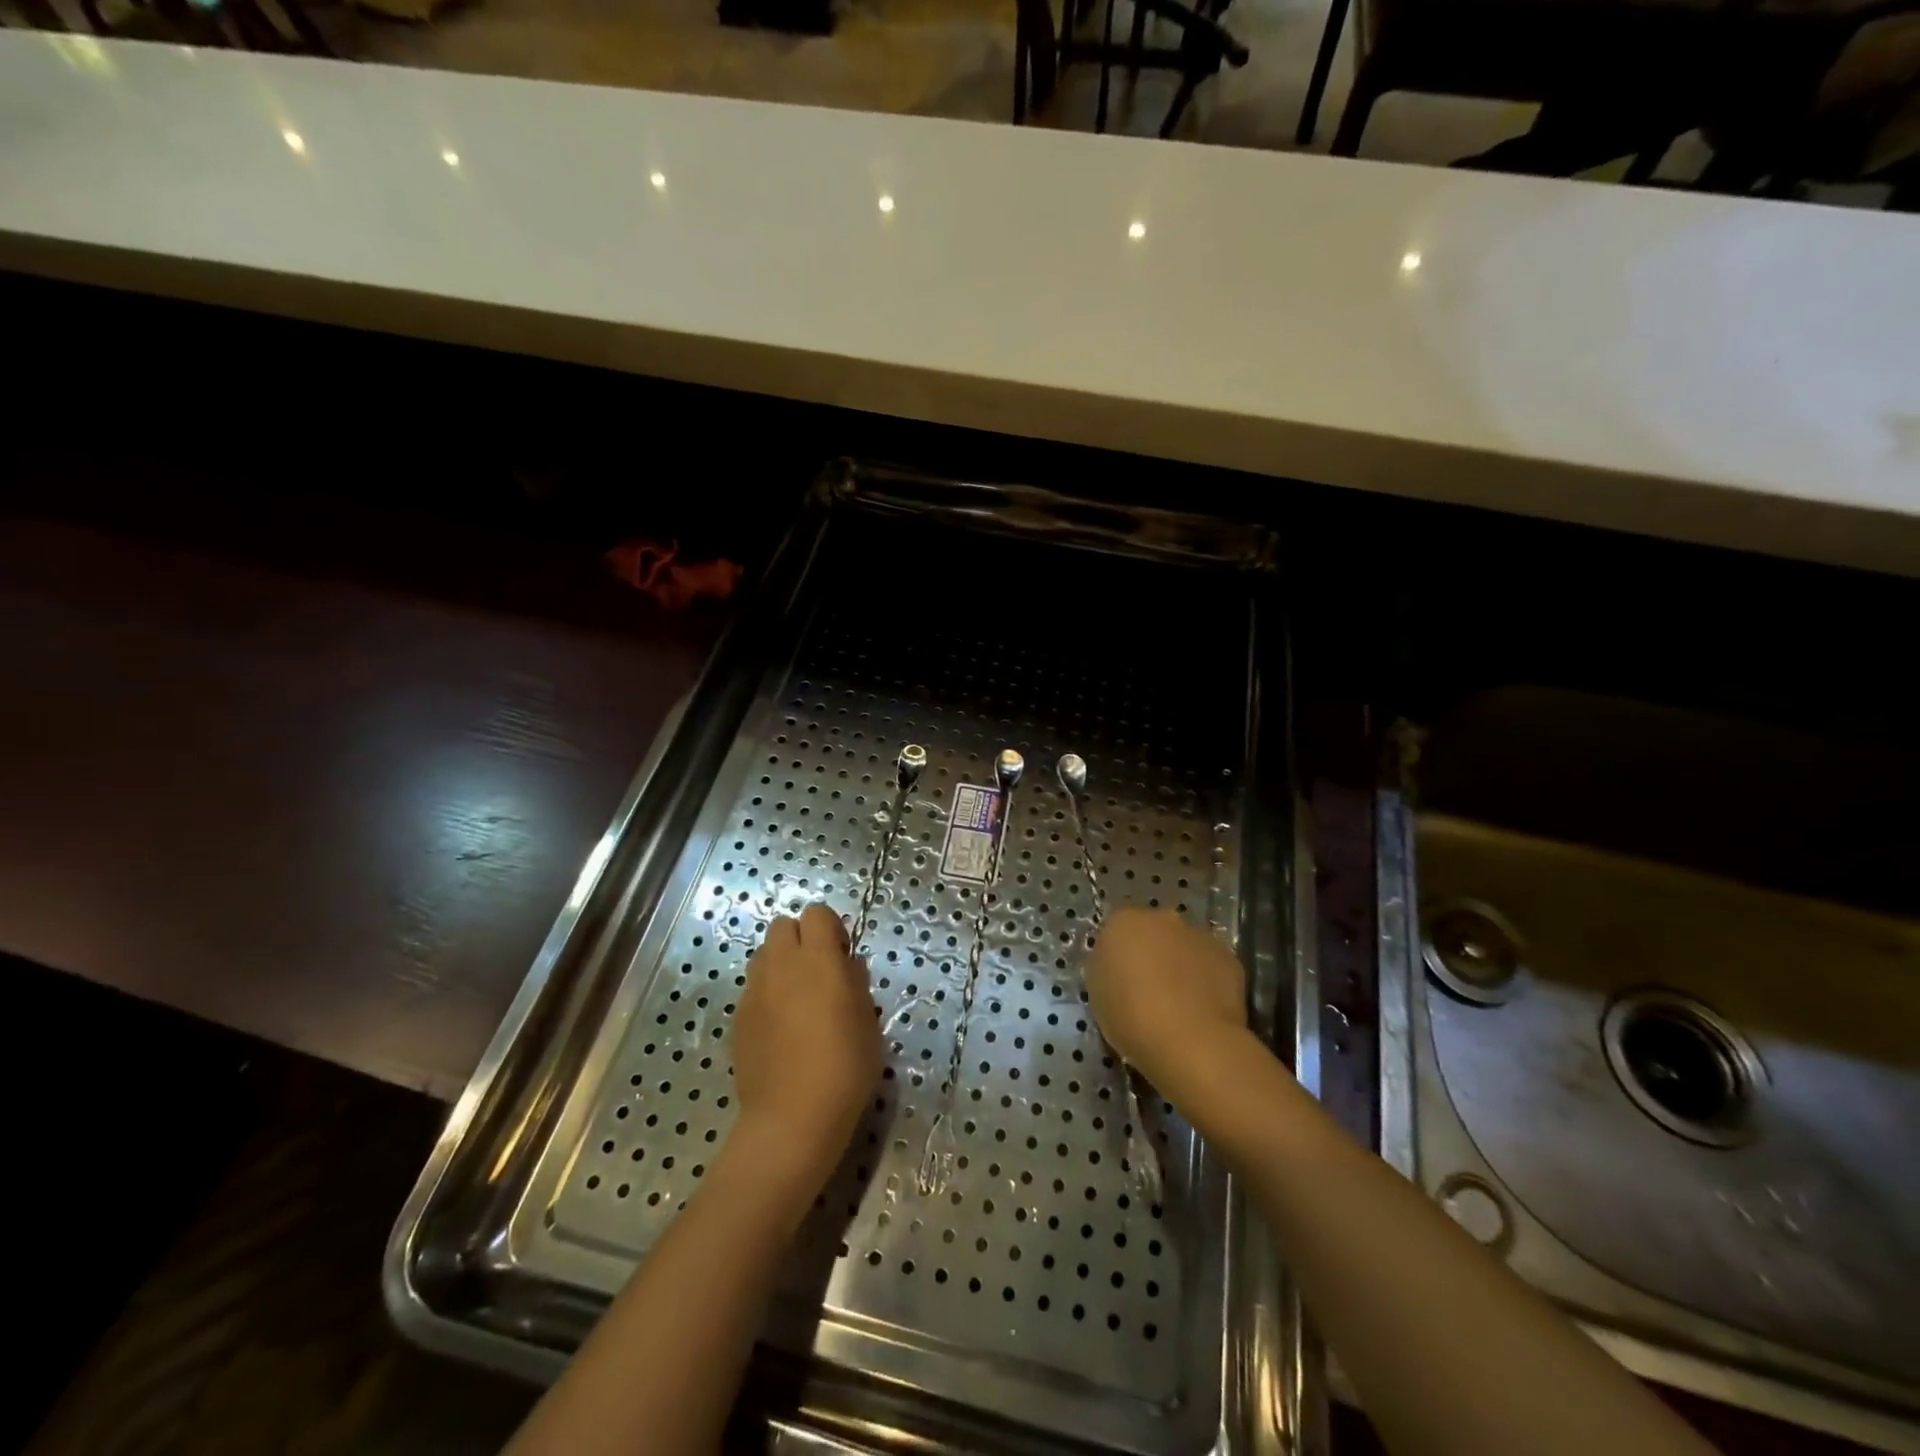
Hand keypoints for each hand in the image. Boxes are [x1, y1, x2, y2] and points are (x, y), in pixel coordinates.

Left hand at [729, 903, 881, 1194]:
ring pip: (763, 955)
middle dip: (800, 939)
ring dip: (781, 964)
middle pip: (782, 926)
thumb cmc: (844, 1068)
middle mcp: (781, 965)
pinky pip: (754, 989)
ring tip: (797, 999)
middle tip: (818, 973)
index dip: (830, 928)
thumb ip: (855, 984)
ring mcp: (754, 991)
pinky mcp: (737, 1018)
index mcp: (819, 960)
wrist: (792, 1119)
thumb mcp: (868, 1022)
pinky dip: (767, 995)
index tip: (841, 955)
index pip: (817, 914)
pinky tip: (781, 1029)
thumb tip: (845, 966)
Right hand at [1086, 907, 1247, 1099]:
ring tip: (1179, 1006)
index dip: (1119, 956)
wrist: (1190, 1041)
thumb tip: (1121, 968)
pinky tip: (1202, 1011)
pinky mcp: (1229, 959)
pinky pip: (1211, 967)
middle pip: (1153, 933)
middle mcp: (1162, 919)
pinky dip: (1206, 982)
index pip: (1117, 931)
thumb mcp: (1098, 993)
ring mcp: (1199, 936)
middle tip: (1148, 991)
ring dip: (1180, 966)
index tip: (1120, 981)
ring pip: (1185, 948)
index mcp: (1123, 922)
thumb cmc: (1131, 1017)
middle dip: (1152, 954)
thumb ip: (1108, 969)